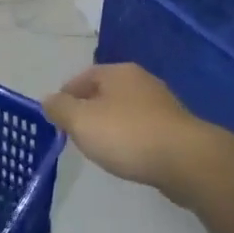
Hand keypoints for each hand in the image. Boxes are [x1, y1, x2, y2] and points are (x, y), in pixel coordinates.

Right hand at [43, 64, 208, 192]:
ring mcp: (161, 104)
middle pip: (104, 92)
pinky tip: (126, 156)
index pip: (81, 78)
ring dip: (109, 125)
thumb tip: (48, 100)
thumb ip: (60, 108)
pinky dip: (129, 138)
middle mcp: (141, 81)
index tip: (56, 120)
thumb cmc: (126, 134)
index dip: (65, 97)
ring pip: (124, 111)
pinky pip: (142, 129)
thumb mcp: (81, 121)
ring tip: (99, 148)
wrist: (185, 160)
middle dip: (87, 111)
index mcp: (118, 72)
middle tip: (74, 134)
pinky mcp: (175, 128)